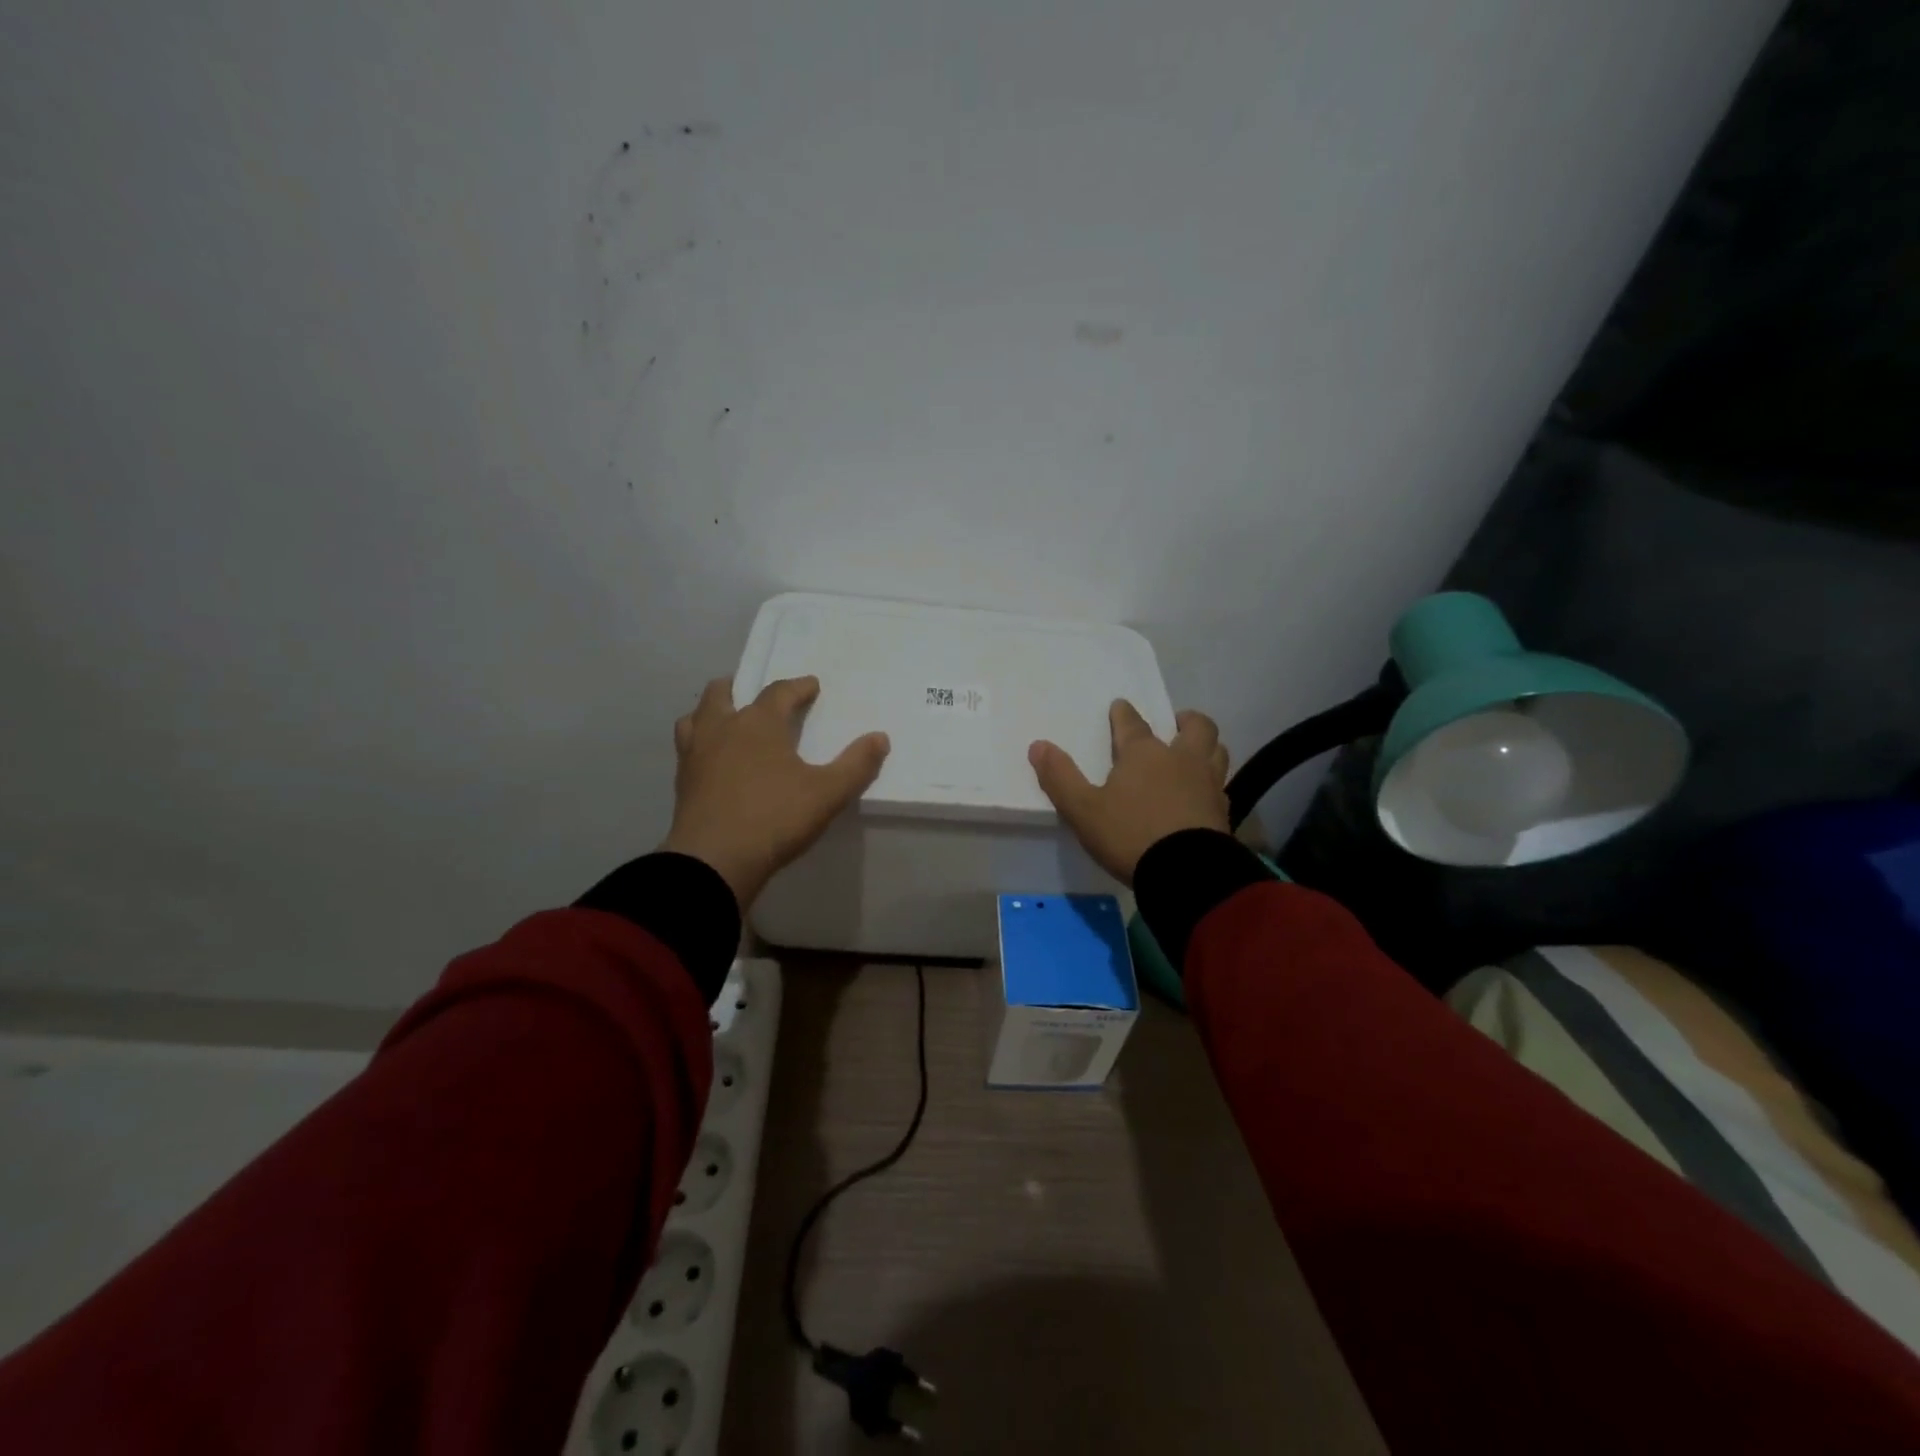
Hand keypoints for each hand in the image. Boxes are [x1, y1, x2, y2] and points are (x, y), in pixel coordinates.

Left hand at [661, 676, 889, 908]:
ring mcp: (696, 754)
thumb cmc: (775, 818)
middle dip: (741, 688)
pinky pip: (688, 748)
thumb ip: (856, 764)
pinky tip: (713, 760)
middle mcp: (722, 728)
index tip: (811, 686)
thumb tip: (880, 738)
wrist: (714, 860)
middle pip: (722, 693)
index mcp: (758, 723)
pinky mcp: (682, 782)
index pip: (779, 692)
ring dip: (712, 712)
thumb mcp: (828, 793)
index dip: (798, 687)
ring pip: (695, 717)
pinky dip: (700, 743)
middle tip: (758, 697)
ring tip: (726, 721)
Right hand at [1029, 701, 1229, 884]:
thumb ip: (1060, 777)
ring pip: (1217, 752)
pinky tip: (1203, 795)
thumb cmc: (1130, 834)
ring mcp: (1208, 785)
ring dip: (1207, 747)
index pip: (1132, 724)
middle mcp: (1181, 760)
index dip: (1124, 713)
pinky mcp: (1223, 812)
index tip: (1120, 706)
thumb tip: (1038, 745)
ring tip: (1195, 753)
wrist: (1186, 872)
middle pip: (1196, 728)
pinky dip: (1212, 783)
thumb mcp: (1083, 809)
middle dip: (1186, 720)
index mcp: (1145, 754)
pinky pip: (1221, 786)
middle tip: (1177, 722)